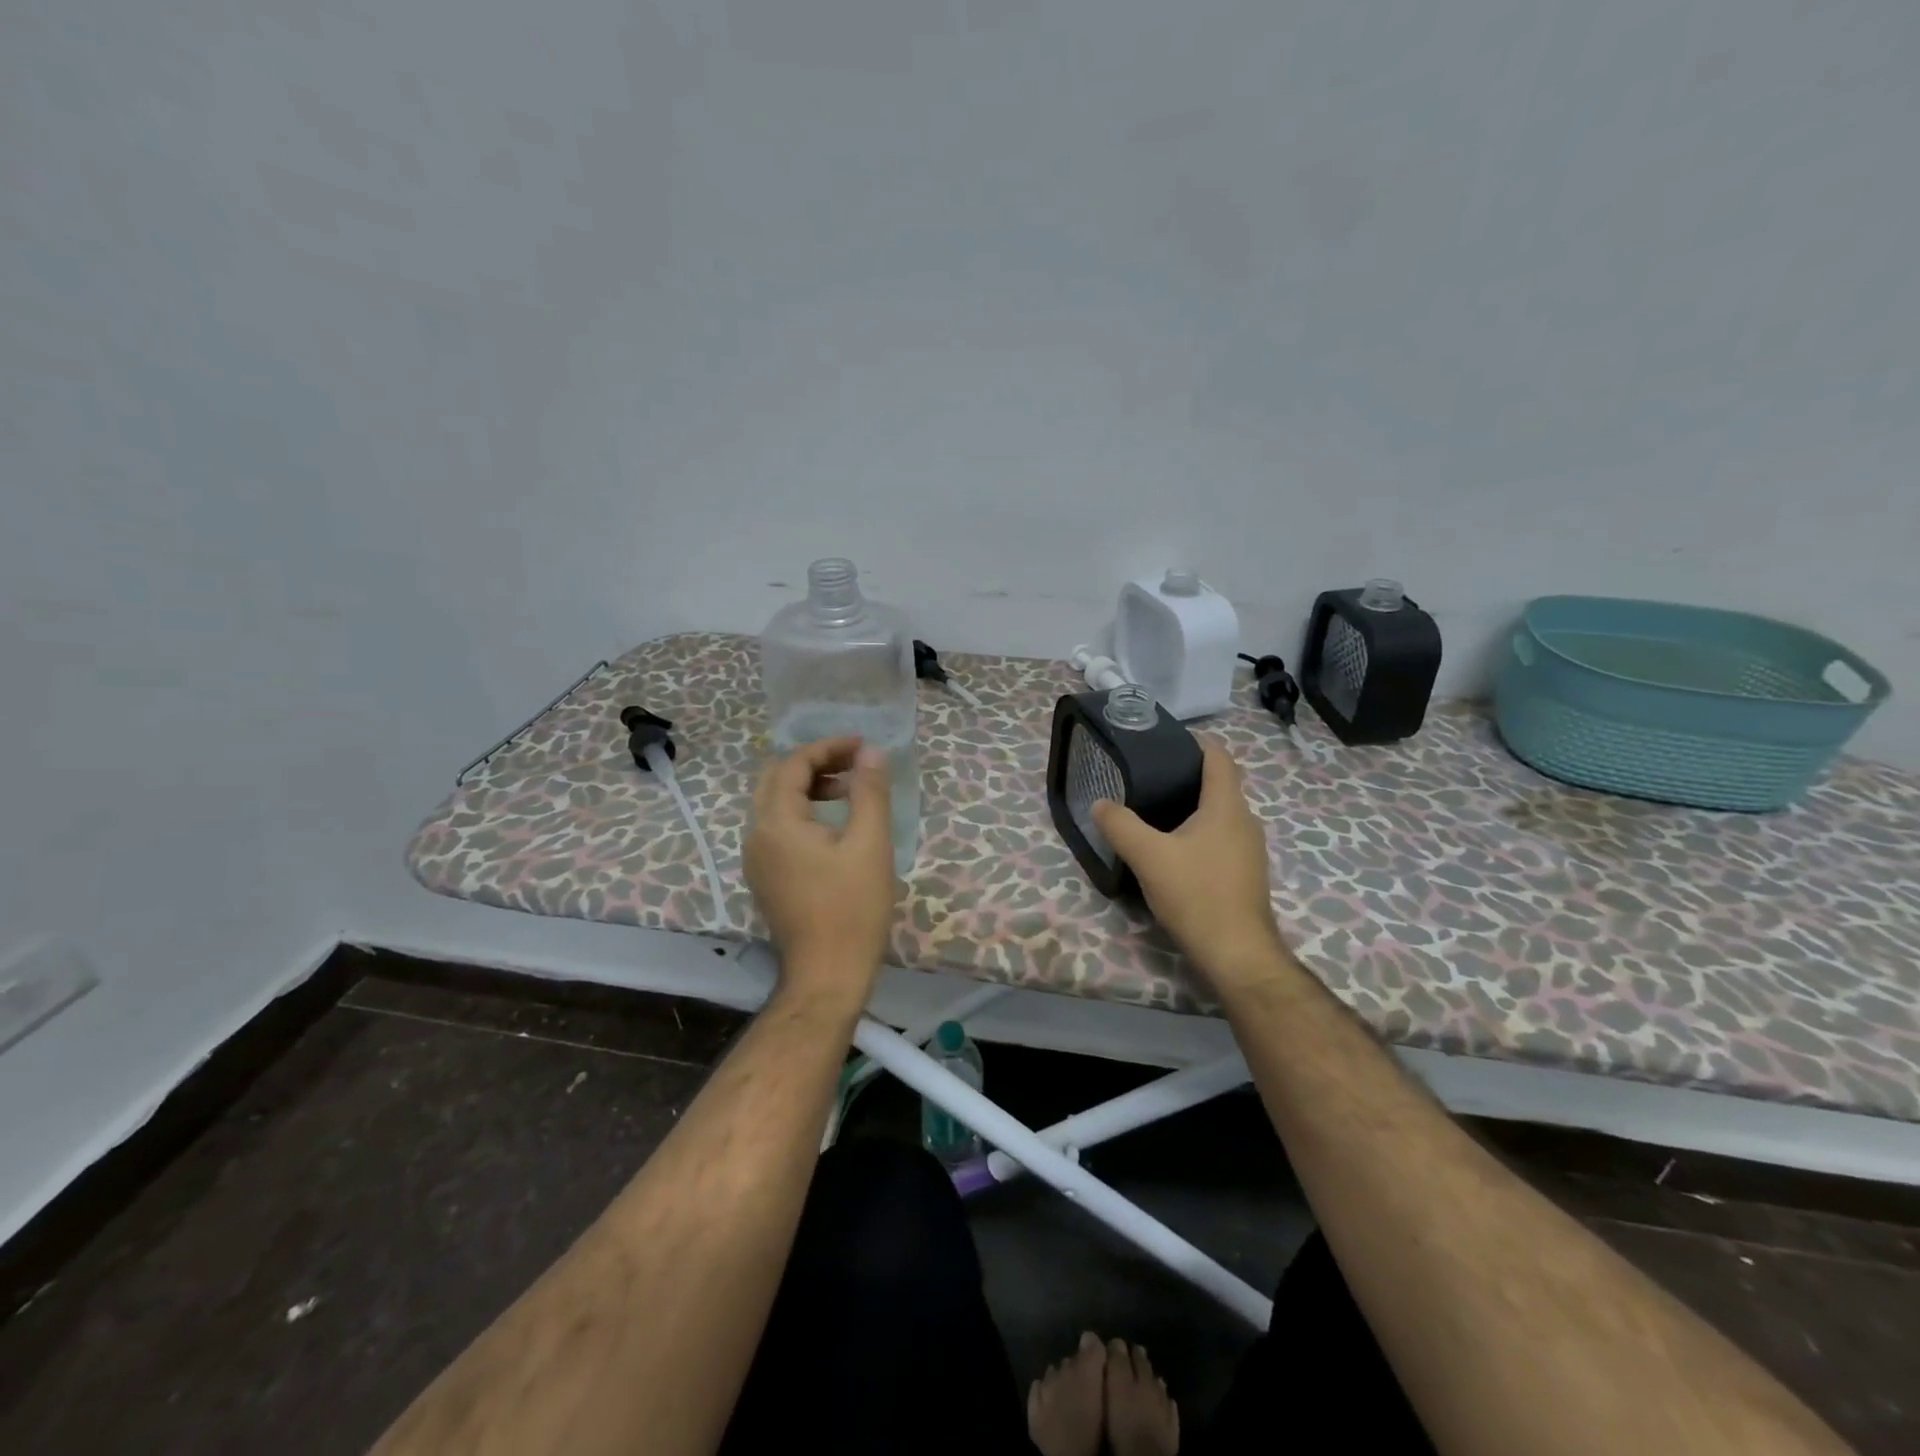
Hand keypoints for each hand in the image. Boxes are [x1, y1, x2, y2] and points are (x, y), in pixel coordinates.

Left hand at [744, 736, 896, 1010]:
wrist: (827, 976)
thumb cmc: (852, 908)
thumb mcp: (870, 844)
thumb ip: (869, 792)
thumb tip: (870, 752)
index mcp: (777, 822)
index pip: (793, 764)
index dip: (828, 748)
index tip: (863, 747)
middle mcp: (756, 835)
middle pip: (776, 779)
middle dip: (815, 763)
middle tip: (854, 764)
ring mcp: (756, 860)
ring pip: (774, 804)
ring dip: (808, 787)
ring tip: (849, 791)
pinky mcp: (765, 878)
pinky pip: (777, 829)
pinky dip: (802, 813)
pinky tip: (833, 826)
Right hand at [1091, 742, 1289, 991]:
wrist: (1237, 954)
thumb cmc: (1196, 894)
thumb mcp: (1148, 856)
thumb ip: (1120, 825)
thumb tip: (1100, 803)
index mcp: (1227, 806)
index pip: (1219, 757)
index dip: (1195, 742)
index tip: (1164, 742)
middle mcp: (1245, 821)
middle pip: (1219, 784)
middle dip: (1186, 776)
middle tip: (1147, 778)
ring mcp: (1249, 850)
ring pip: (1219, 815)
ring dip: (1192, 808)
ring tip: (1154, 813)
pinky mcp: (1245, 874)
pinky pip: (1221, 839)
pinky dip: (1198, 834)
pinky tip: (1173, 851)